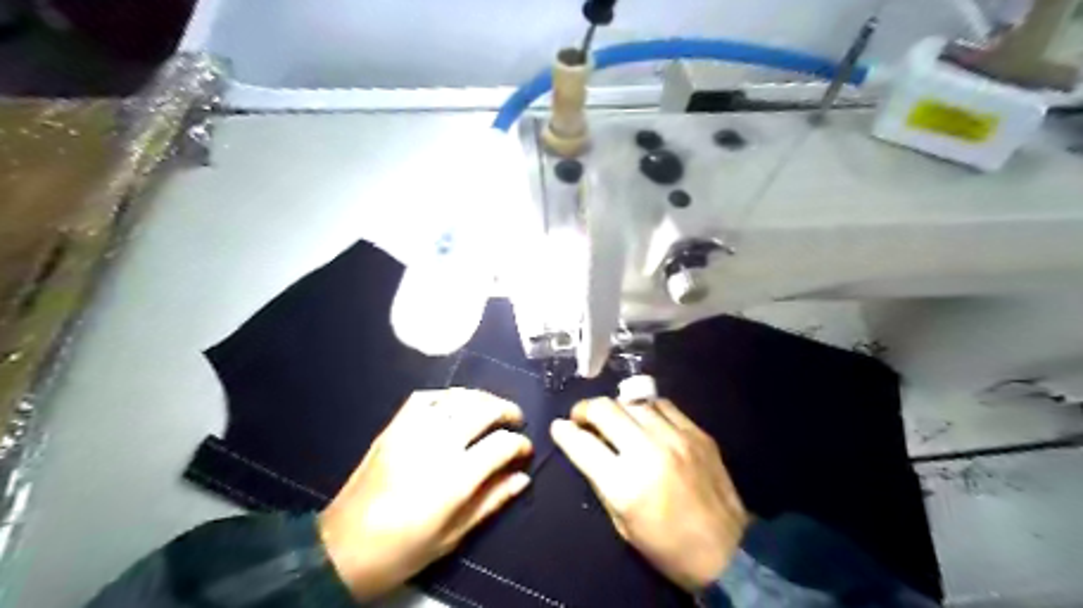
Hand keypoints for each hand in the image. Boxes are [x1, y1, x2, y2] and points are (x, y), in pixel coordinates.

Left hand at [317, 389, 531, 597]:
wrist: (342, 548)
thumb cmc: (403, 550)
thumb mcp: (453, 535)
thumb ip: (491, 501)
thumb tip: (522, 478)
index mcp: (454, 477)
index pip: (501, 444)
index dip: (520, 444)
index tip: (525, 451)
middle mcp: (436, 445)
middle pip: (482, 409)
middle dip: (506, 410)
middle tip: (516, 419)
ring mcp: (412, 431)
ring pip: (456, 397)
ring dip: (481, 398)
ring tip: (492, 408)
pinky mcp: (393, 427)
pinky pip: (425, 398)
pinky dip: (446, 396)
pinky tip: (455, 405)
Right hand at [554, 397, 749, 591]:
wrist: (727, 550)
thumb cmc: (666, 546)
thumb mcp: (621, 523)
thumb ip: (600, 480)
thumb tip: (581, 447)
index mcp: (625, 484)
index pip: (582, 444)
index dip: (564, 431)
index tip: (559, 426)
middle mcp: (648, 452)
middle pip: (605, 409)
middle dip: (585, 409)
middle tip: (583, 418)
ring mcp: (676, 438)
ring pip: (633, 401)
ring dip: (616, 407)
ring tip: (614, 418)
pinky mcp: (697, 433)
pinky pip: (663, 404)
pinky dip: (645, 408)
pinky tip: (644, 418)